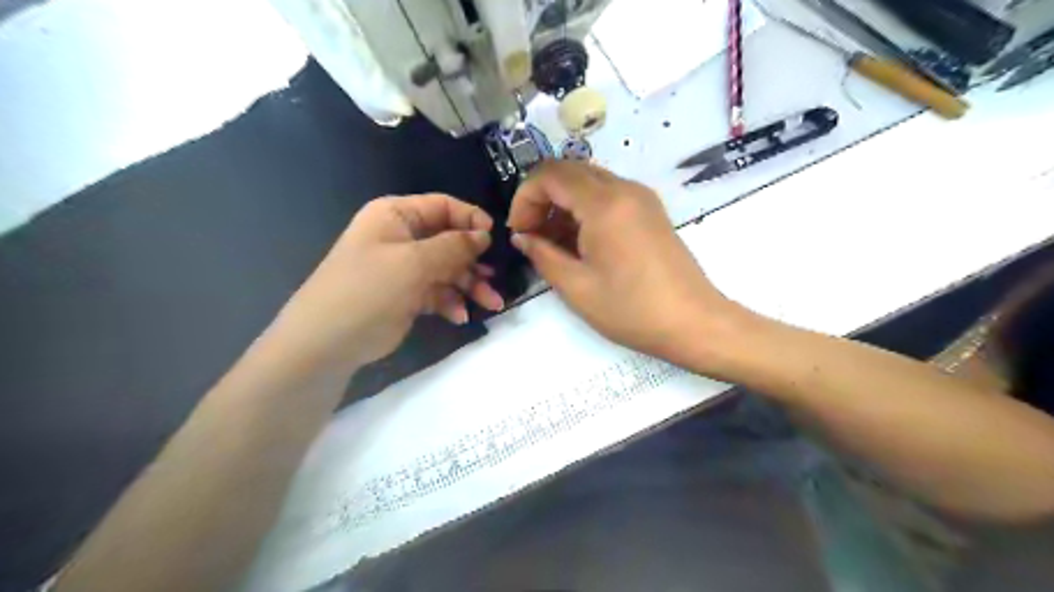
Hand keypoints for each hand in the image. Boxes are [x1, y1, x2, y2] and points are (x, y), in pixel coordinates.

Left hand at [270, 194, 500, 370]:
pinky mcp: (407, 295)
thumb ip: (453, 246)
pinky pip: (438, 292)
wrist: (327, 342)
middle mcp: (402, 238)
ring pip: (448, 270)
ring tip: (492, 304)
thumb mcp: (414, 263)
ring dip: (470, 286)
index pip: (442, 206)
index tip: (495, 238)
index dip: (470, 219)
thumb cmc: (369, 289)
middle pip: (449, 241)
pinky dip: (452, 302)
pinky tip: (460, 317)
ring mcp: (404, 268)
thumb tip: (484, 234)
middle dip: (474, 261)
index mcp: (396, 216)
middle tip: (495, 279)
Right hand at [511, 160, 740, 368]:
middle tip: (532, 236)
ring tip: (553, 244)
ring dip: (563, 204)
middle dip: (542, 199)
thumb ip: (542, 255)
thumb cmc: (631, 309)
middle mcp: (624, 188)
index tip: (519, 232)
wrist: (694, 322)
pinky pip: (608, 196)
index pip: (549, 175)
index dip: (524, 198)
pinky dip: (585, 210)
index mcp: (604, 203)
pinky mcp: (650, 211)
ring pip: (588, 182)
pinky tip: (580, 243)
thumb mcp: (576, 287)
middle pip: (569, 172)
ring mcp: (641, 198)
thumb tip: (522, 237)